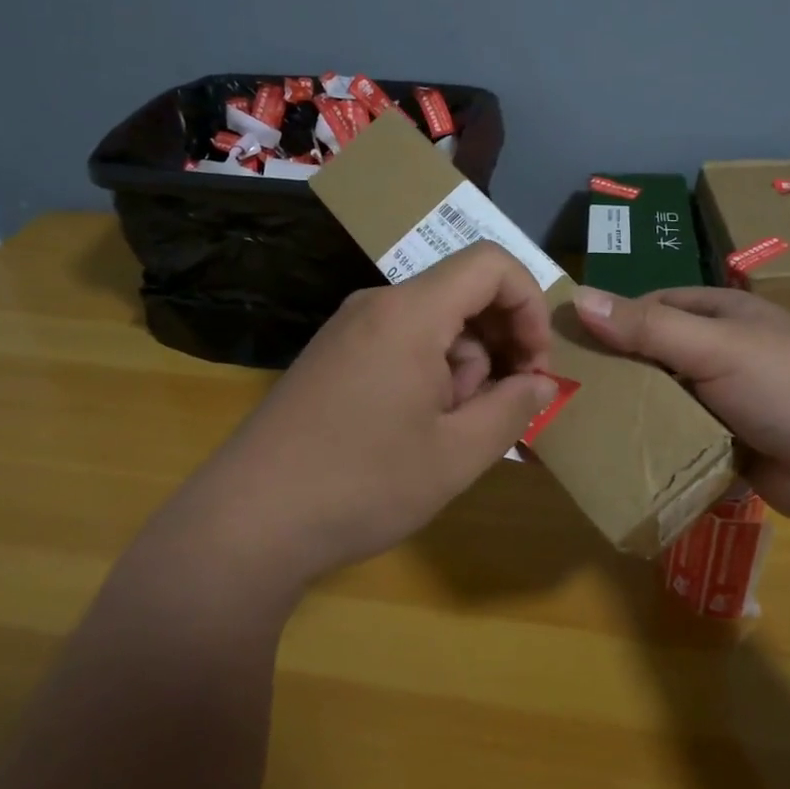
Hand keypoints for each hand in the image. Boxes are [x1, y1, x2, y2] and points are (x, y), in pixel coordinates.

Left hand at [189, 243, 559, 585]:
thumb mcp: (457, 455)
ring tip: (447, 434)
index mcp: (410, 312)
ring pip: (433, 325)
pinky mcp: (332, 357)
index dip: (529, 303)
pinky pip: (400, 344)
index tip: (535, 364)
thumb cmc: (362, 485)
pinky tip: (415, 431)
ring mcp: (348, 330)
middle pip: (463, 294)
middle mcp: (377, 305)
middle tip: (499, 408)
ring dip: (461, 368)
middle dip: (497, 345)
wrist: (246, 525)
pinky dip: (428, 374)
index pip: (491, 264)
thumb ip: (514, 409)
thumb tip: (543, 383)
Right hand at [571, 284, 789, 525]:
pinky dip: (659, 446)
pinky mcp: (734, 442)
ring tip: (583, 430)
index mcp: (725, 313)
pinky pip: (684, 438)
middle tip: (568, 393)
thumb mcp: (716, 348)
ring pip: (668, 399)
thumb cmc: (789, 388)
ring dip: (636, 413)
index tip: (569, 346)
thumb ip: (648, 328)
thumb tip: (578, 298)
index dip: (613, 321)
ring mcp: (731, 399)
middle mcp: (726, 350)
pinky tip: (622, 459)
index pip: (654, 306)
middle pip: (657, 355)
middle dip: (619, 373)